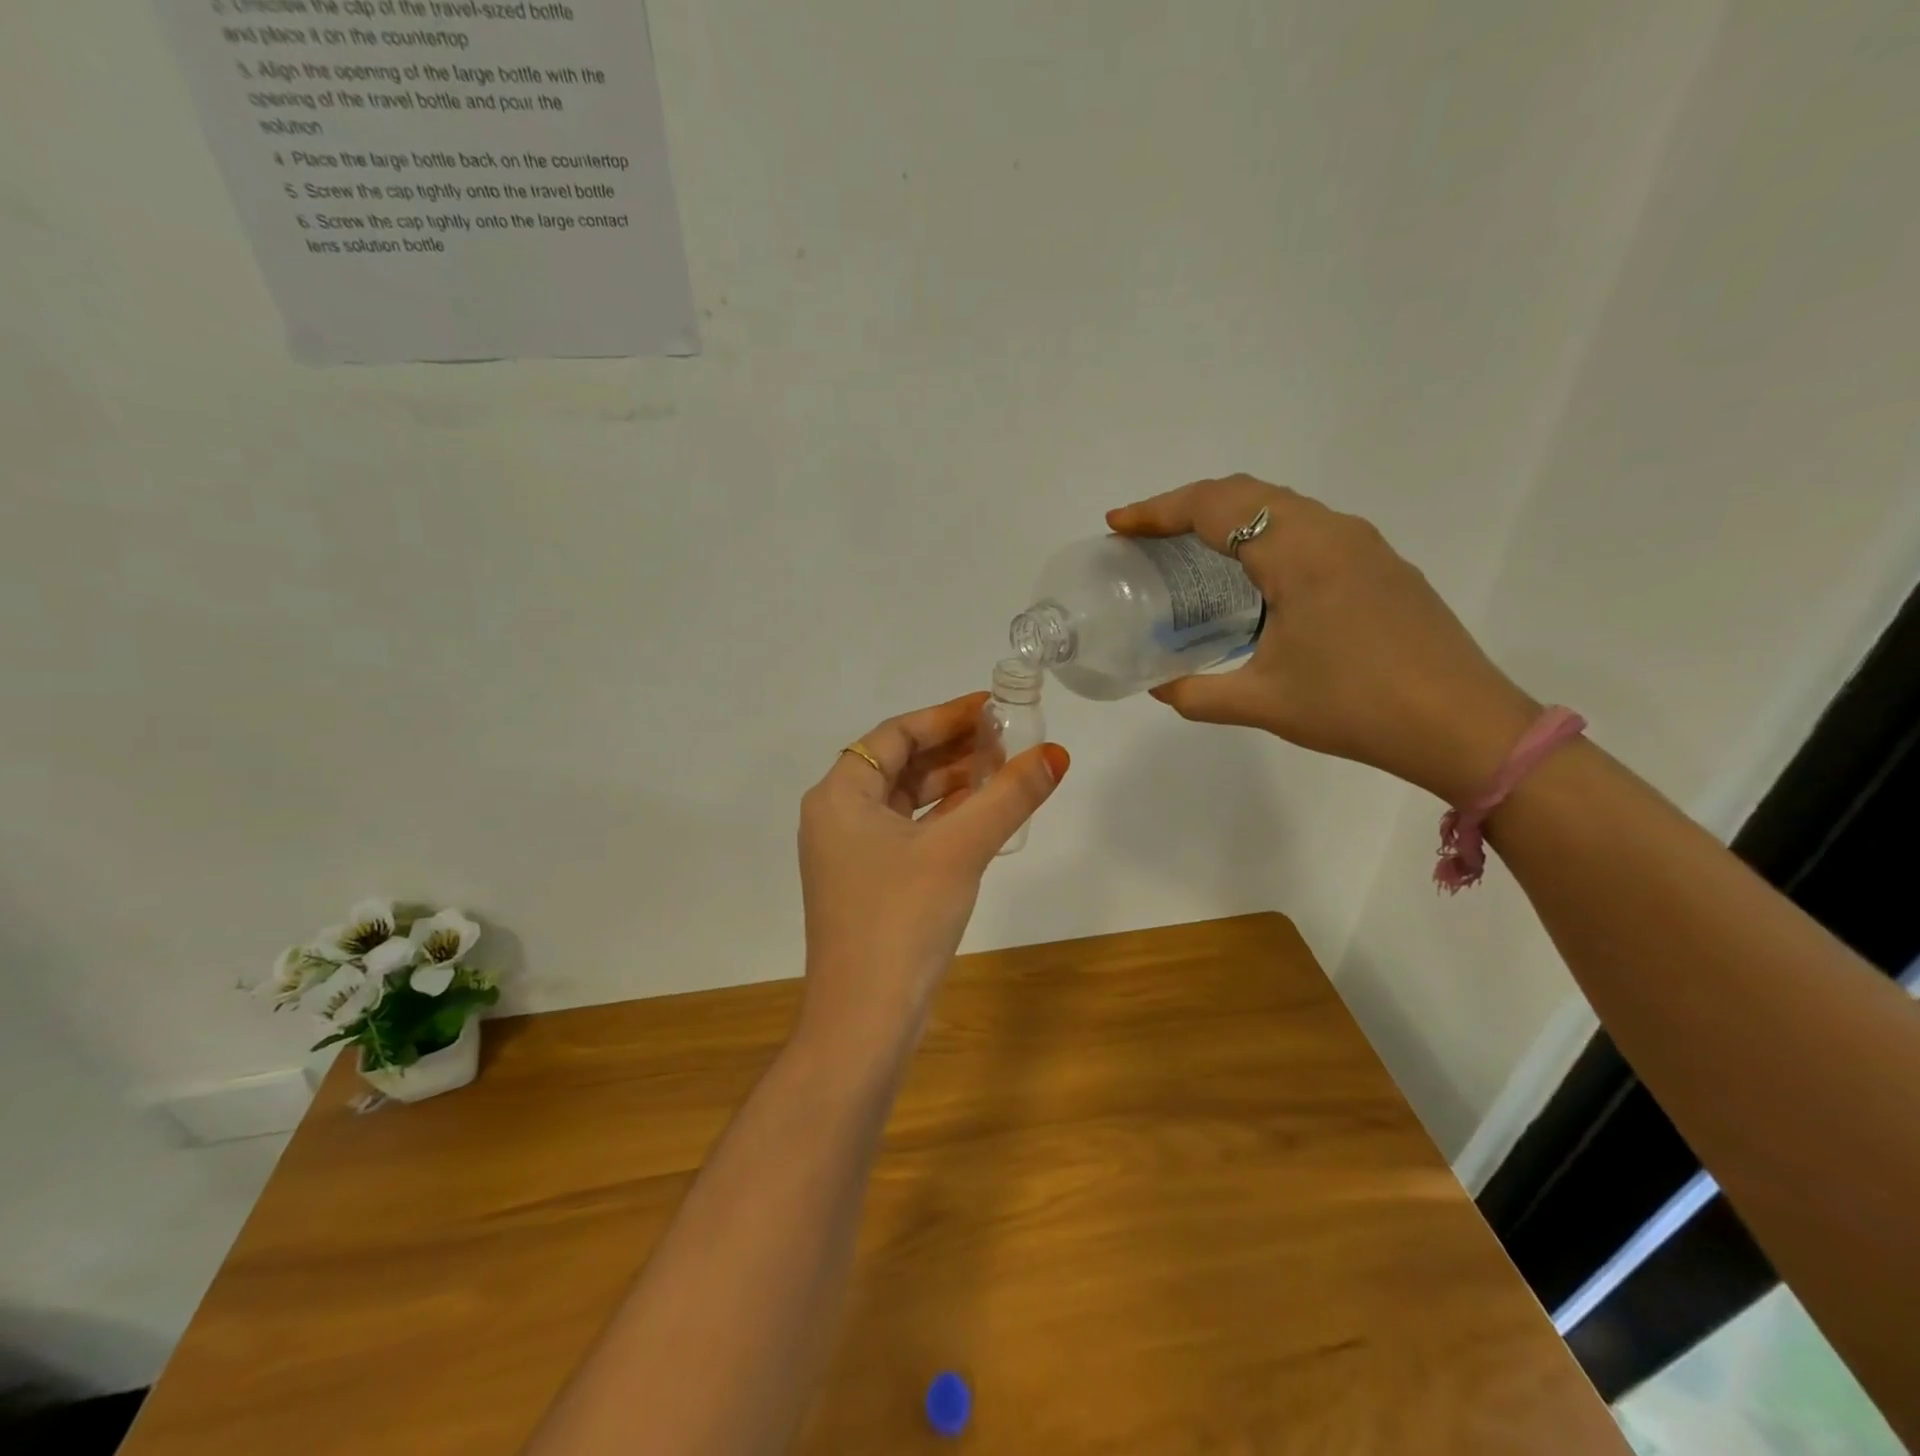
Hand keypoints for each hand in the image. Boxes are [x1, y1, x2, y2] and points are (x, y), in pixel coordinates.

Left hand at [797, 693, 1069, 1054]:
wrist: (864, 1021)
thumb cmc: (902, 919)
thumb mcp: (959, 849)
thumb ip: (1008, 797)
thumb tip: (1056, 754)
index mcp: (840, 795)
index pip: (896, 734)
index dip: (945, 716)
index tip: (992, 709)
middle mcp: (837, 817)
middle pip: (900, 764)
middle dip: (953, 750)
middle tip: (1007, 740)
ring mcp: (850, 854)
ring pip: (906, 801)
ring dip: (951, 785)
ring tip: (1004, 771)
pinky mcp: (869, 885)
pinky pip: (908, 833)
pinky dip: (943, 820)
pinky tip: (982, 816)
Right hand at [1109, 475, 1538, 803]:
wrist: (1463, 725)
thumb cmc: (1356, 707)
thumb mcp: (1263, 703)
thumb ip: (1198, 693)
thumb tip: (1159, 687)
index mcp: (1298, 555)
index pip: (1214, 508)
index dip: (1158, 511)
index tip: (1118, 524)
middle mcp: (1332, 532)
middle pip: (1246, 494)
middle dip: (1187, 505)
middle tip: (1146, 535)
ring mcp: (1364, 545)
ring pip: (1282, 507)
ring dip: (1229, 516)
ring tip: (1190, 549)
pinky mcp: (1382, 564)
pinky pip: (1309, 527)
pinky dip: (1265, 533)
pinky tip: (1255, 576)